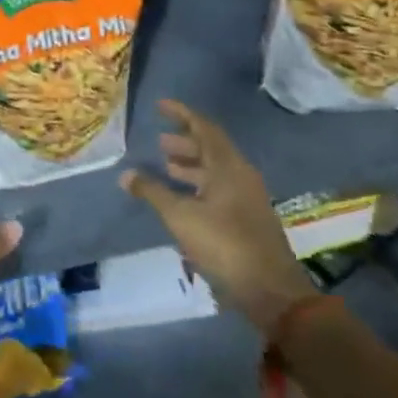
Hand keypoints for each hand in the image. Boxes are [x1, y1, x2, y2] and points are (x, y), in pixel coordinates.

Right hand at [121, 100, 313, 335]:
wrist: (271, 292)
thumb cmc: (224, 244)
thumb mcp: (180, 216)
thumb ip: (153, 192)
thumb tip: (126, 174)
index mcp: (228, 166)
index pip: (203, 128)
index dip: (181, 114)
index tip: (159, 106)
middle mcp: (241, 176)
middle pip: (211, 149)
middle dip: (184, 142)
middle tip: (159, 143)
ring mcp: (247, 199)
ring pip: (216, 171)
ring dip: (191, 166)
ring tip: (166, 168)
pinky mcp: (248, 220)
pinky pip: (220, 189)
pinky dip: (199, 186)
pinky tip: (182, 199)